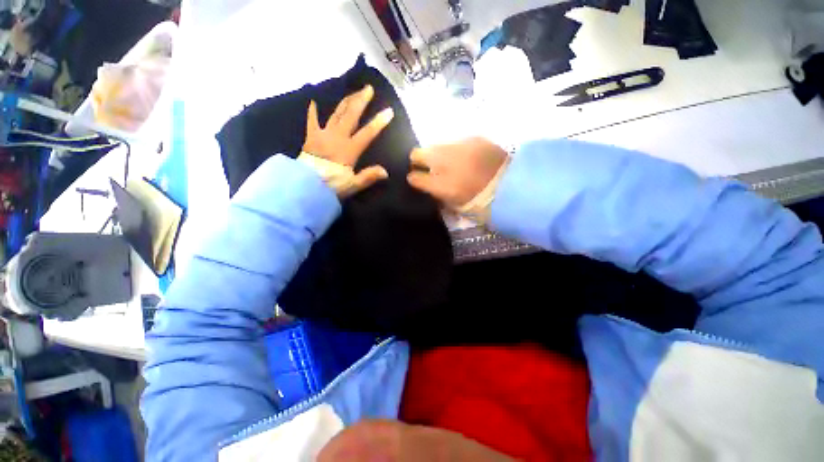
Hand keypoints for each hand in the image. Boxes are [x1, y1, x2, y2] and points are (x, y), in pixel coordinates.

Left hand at [301, 85, 393, 196]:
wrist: (304, 185)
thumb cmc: (331, 185)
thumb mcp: (353, 184)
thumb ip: (368, 176)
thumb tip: (385, 172)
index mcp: (349, 149)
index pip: (367, 133)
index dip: (379, 122)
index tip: (389, 111)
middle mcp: (337, 137)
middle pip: (351, 115)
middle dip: (361, 101)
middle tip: (368, 88)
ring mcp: (323, 134)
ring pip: (336, 114)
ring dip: (345, 102)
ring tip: (353, 92)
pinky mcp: (311, 136)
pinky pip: (312, 121)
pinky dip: (313, 112)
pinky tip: (314, 102)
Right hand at [407, 138, 508, 215]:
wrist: (512, 185)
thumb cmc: (481, 200)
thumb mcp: (454, 203)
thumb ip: (437, 192)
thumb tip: (426, 183)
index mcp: (441, 184)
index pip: (414, 177)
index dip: (413, 177)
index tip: (414, 177)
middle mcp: (445, 162)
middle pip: (417, 153)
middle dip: (417, 159)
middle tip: (425, 165)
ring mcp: (458, 147)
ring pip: (435, 145)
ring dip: (437, 153)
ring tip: (447, 159)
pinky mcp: (473, 138)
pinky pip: (455, 141)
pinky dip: (455, 148)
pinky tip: (464, 156)